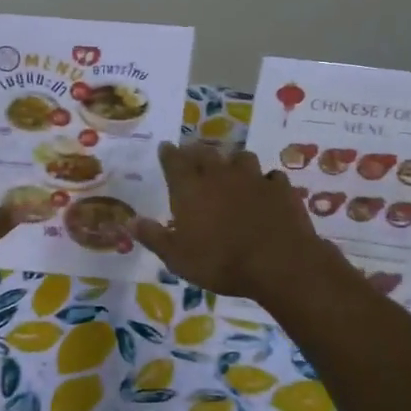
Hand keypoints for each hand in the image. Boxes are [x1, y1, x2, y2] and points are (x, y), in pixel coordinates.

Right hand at [132, 141, 359, 302]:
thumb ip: (153, 237)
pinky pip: (271, 176)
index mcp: (190, 188)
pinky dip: (265, 181)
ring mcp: (253, 178)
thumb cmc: (220, 262)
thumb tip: (130, 221)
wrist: (279, 263)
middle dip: (196, 152)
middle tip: (193, 154)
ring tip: (231, 168)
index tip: (165, 147)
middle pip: (205, 153)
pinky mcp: (280, 188)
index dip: (168, 153)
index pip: (173, 161)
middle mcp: (219, 175)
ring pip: (241, 157)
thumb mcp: (177, 258)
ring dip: (233, 161)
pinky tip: (265, 189)